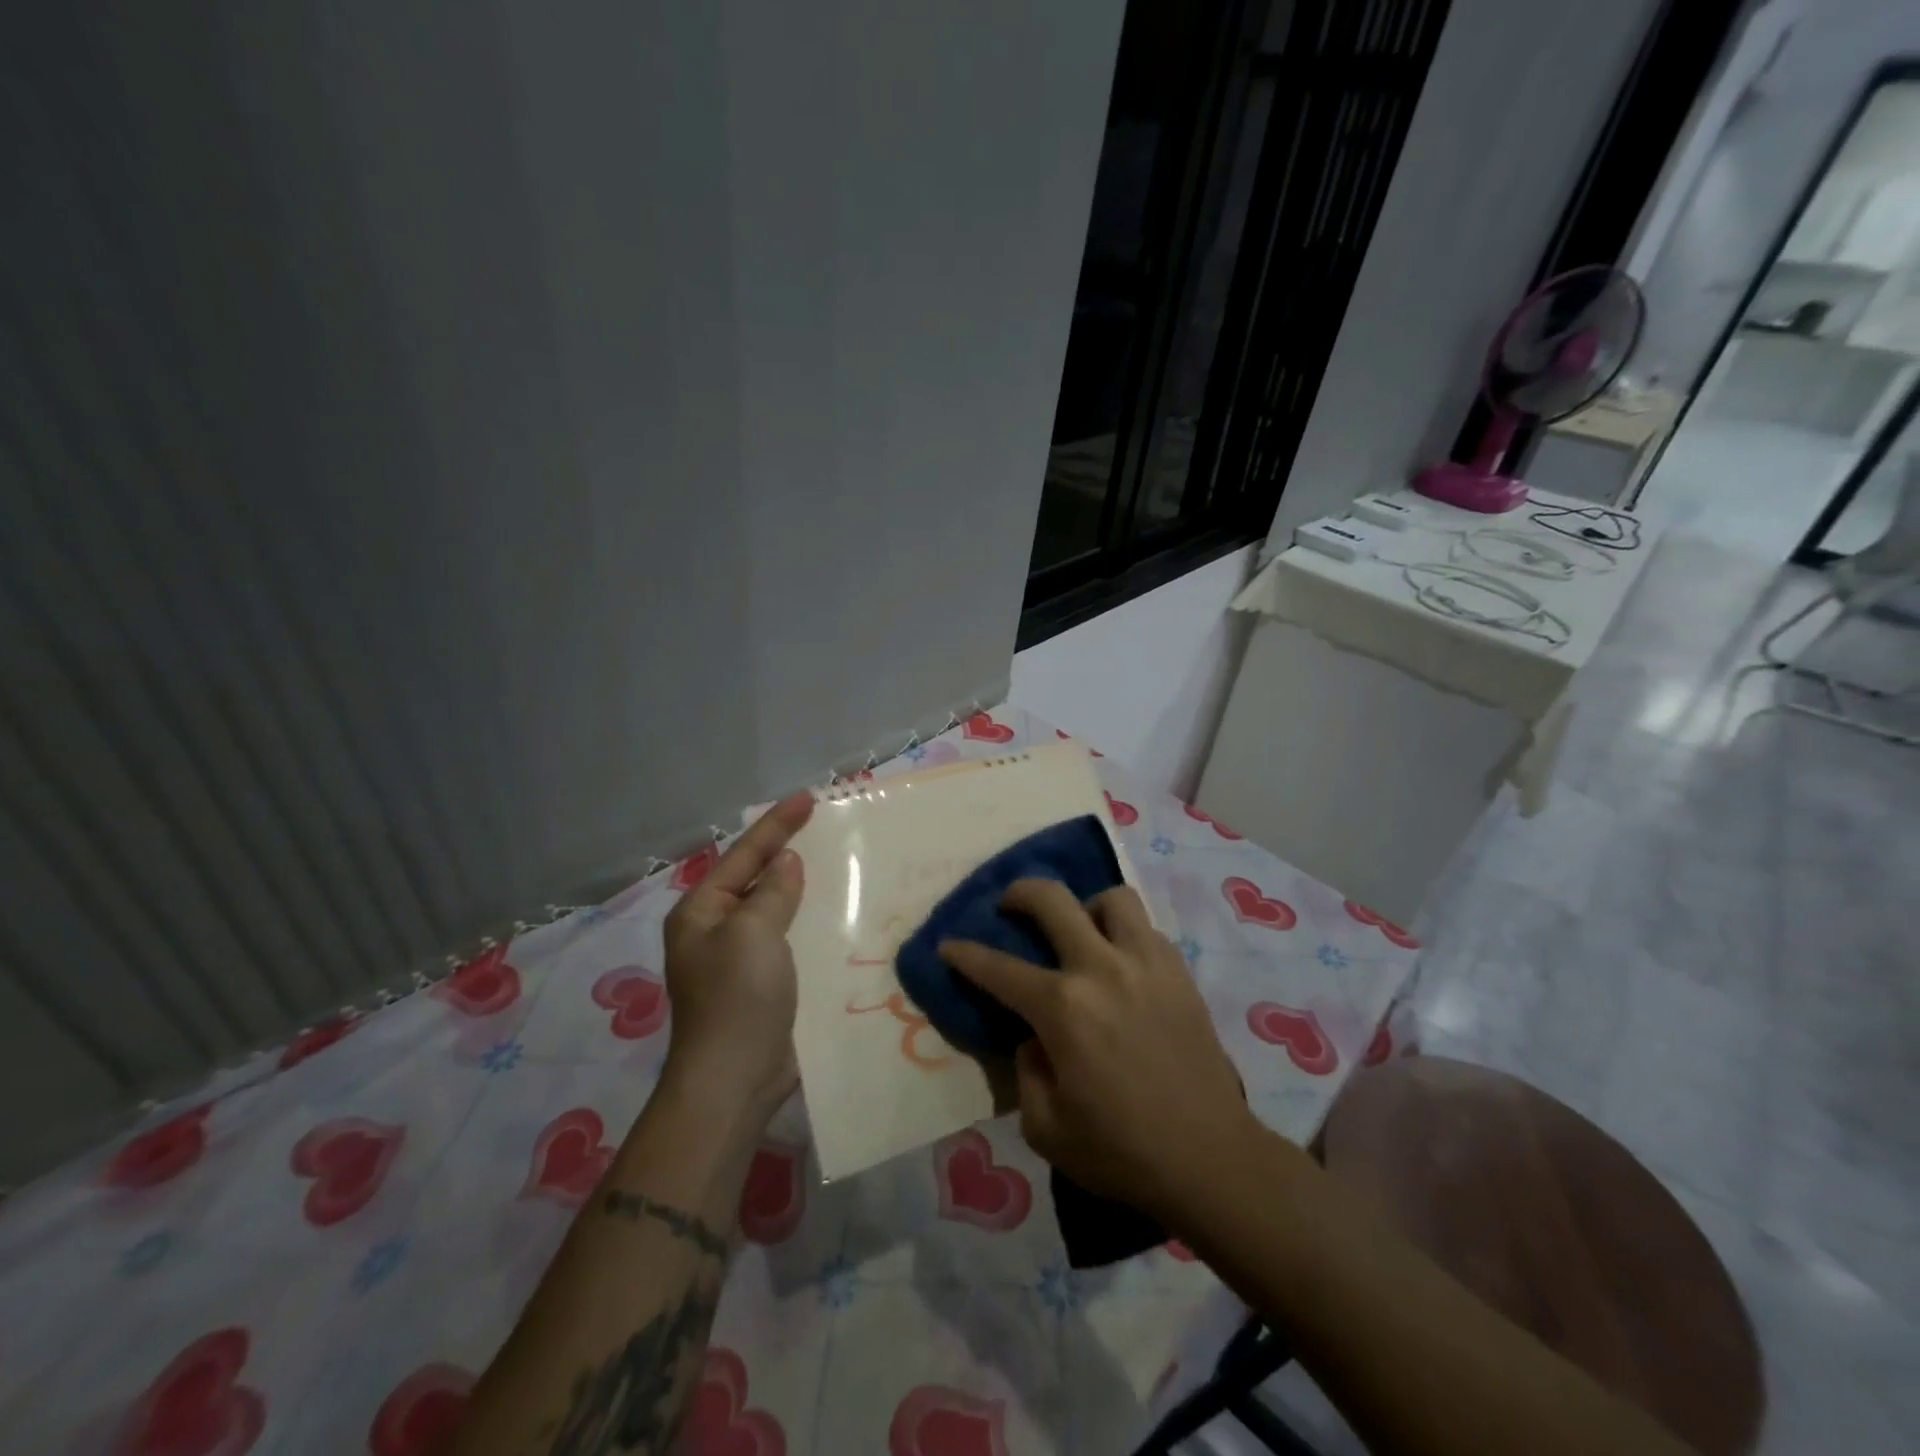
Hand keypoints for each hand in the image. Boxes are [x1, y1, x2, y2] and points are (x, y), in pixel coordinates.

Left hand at [660, 790, 813, 1121]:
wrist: (735, 1079)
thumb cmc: (738, 997)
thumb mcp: (753, 932)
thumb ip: (772, 891)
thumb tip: (786, 862)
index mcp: (701, 911)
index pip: (744, 855)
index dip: (777, 824)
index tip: (809, 797)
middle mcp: (715, 930)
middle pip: (756, 877)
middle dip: (786, 850)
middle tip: (822, 824)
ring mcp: (738, 958)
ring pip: (774, 907)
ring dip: (801, 886)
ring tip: (833, 860)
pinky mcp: (761, 982)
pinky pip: (787, 937)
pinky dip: (808, 919)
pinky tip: (835, 911)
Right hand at [940, 881, 1257, 1221]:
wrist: (1210, 1158)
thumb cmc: (1122, 1151)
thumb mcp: (1046, 1128)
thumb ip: (1025, 1072)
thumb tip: (1033, 1037)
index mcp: (1064, 1009)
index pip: (999, 969)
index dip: (965, 954)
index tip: (948, 945)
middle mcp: (1102, 969)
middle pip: (1053, 899)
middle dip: (1020, 894)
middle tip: (1010, 906)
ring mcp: (1147, 963)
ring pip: (1112, 897)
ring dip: (1086, 906)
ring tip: (1081, 932)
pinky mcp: (1180, 972)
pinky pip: (1146, 928)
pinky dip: (1124, 933)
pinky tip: (1121, 963)